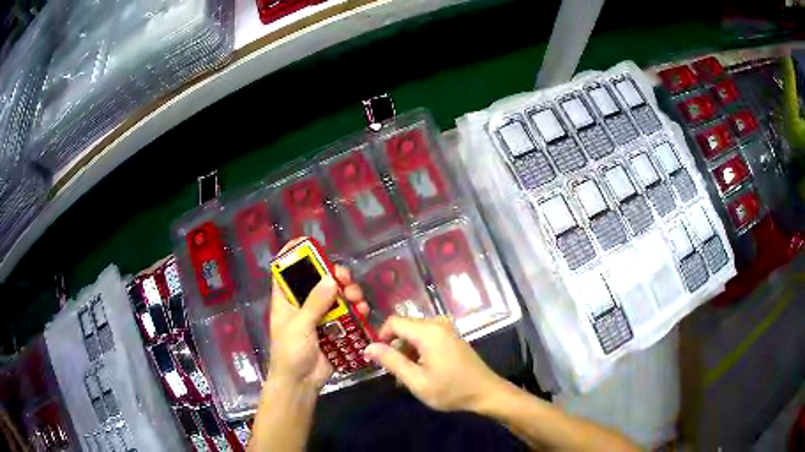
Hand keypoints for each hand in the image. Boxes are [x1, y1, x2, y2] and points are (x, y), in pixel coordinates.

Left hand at [267, 240, 368, 391]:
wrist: (301, 382)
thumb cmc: (291, 352)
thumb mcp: (299, 326)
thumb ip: (315, 303)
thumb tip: (331, 278)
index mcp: (286, 300)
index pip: (285, 271)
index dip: (293, 256)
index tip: (307, 243)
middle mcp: (303, 304)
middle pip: (318, 281)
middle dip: (332, 275)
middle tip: (344, 277)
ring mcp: (320, 316)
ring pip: (336, 296)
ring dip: (348, 292)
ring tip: (356, 297)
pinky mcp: (334, 329)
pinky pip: (347, 314)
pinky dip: (356, 310)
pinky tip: (363, 310)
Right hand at [363, 317, 504, 412]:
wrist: (486, 392)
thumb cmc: (450, 389)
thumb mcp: (416, 380)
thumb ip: (392, 362)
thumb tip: (368, 347)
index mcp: (428, 331)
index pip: (393, 322)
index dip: (381, 338)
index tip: (378, 359)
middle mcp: (437, 324)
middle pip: (404, 328)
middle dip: (394, 348)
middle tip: (393, 373)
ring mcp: (447, 330)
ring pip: (415, 334)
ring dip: (406, 352)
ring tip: (406, 377)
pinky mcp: (452, 337)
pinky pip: (427, 338)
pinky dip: (418, 352)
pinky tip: (420, 372)